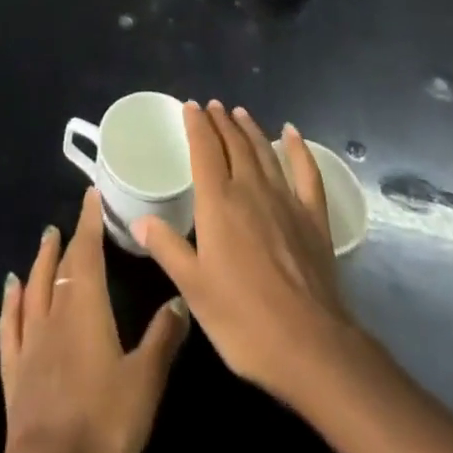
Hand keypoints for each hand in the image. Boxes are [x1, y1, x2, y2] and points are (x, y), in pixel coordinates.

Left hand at [0, 185, 189, 452]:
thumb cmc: (103, 423)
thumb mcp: (145, 383)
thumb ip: (162, 338)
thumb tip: (180, 299)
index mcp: (85, 307)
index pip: (86, 251)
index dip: (89, 221)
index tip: (91, 194)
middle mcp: (54, 313)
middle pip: (60, 267)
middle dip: (69, 241)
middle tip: (73, 221)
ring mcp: (30, 342)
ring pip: (34, 287)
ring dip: (40, 261)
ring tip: (45, 239)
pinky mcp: (14, 371)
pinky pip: (10, 325)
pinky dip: (11, 301)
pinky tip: (10, 288)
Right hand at [131, 101, 349, 400]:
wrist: (309, 345)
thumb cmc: (243, 319)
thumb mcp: (194, 289)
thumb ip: (167, 248)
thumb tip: (139, 220)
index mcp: (218, 202)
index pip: (204, 149)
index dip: (196, 125)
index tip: (190, 106)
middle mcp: (250, 189)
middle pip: (234, 144)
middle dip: (221, 122)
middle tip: (213, 106)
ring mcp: (285, 199)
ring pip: (264, 151)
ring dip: (250, 129)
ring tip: (240, 112)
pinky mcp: (313, 217)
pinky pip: (306, 172)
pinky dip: (298, 149)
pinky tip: (292, 133)